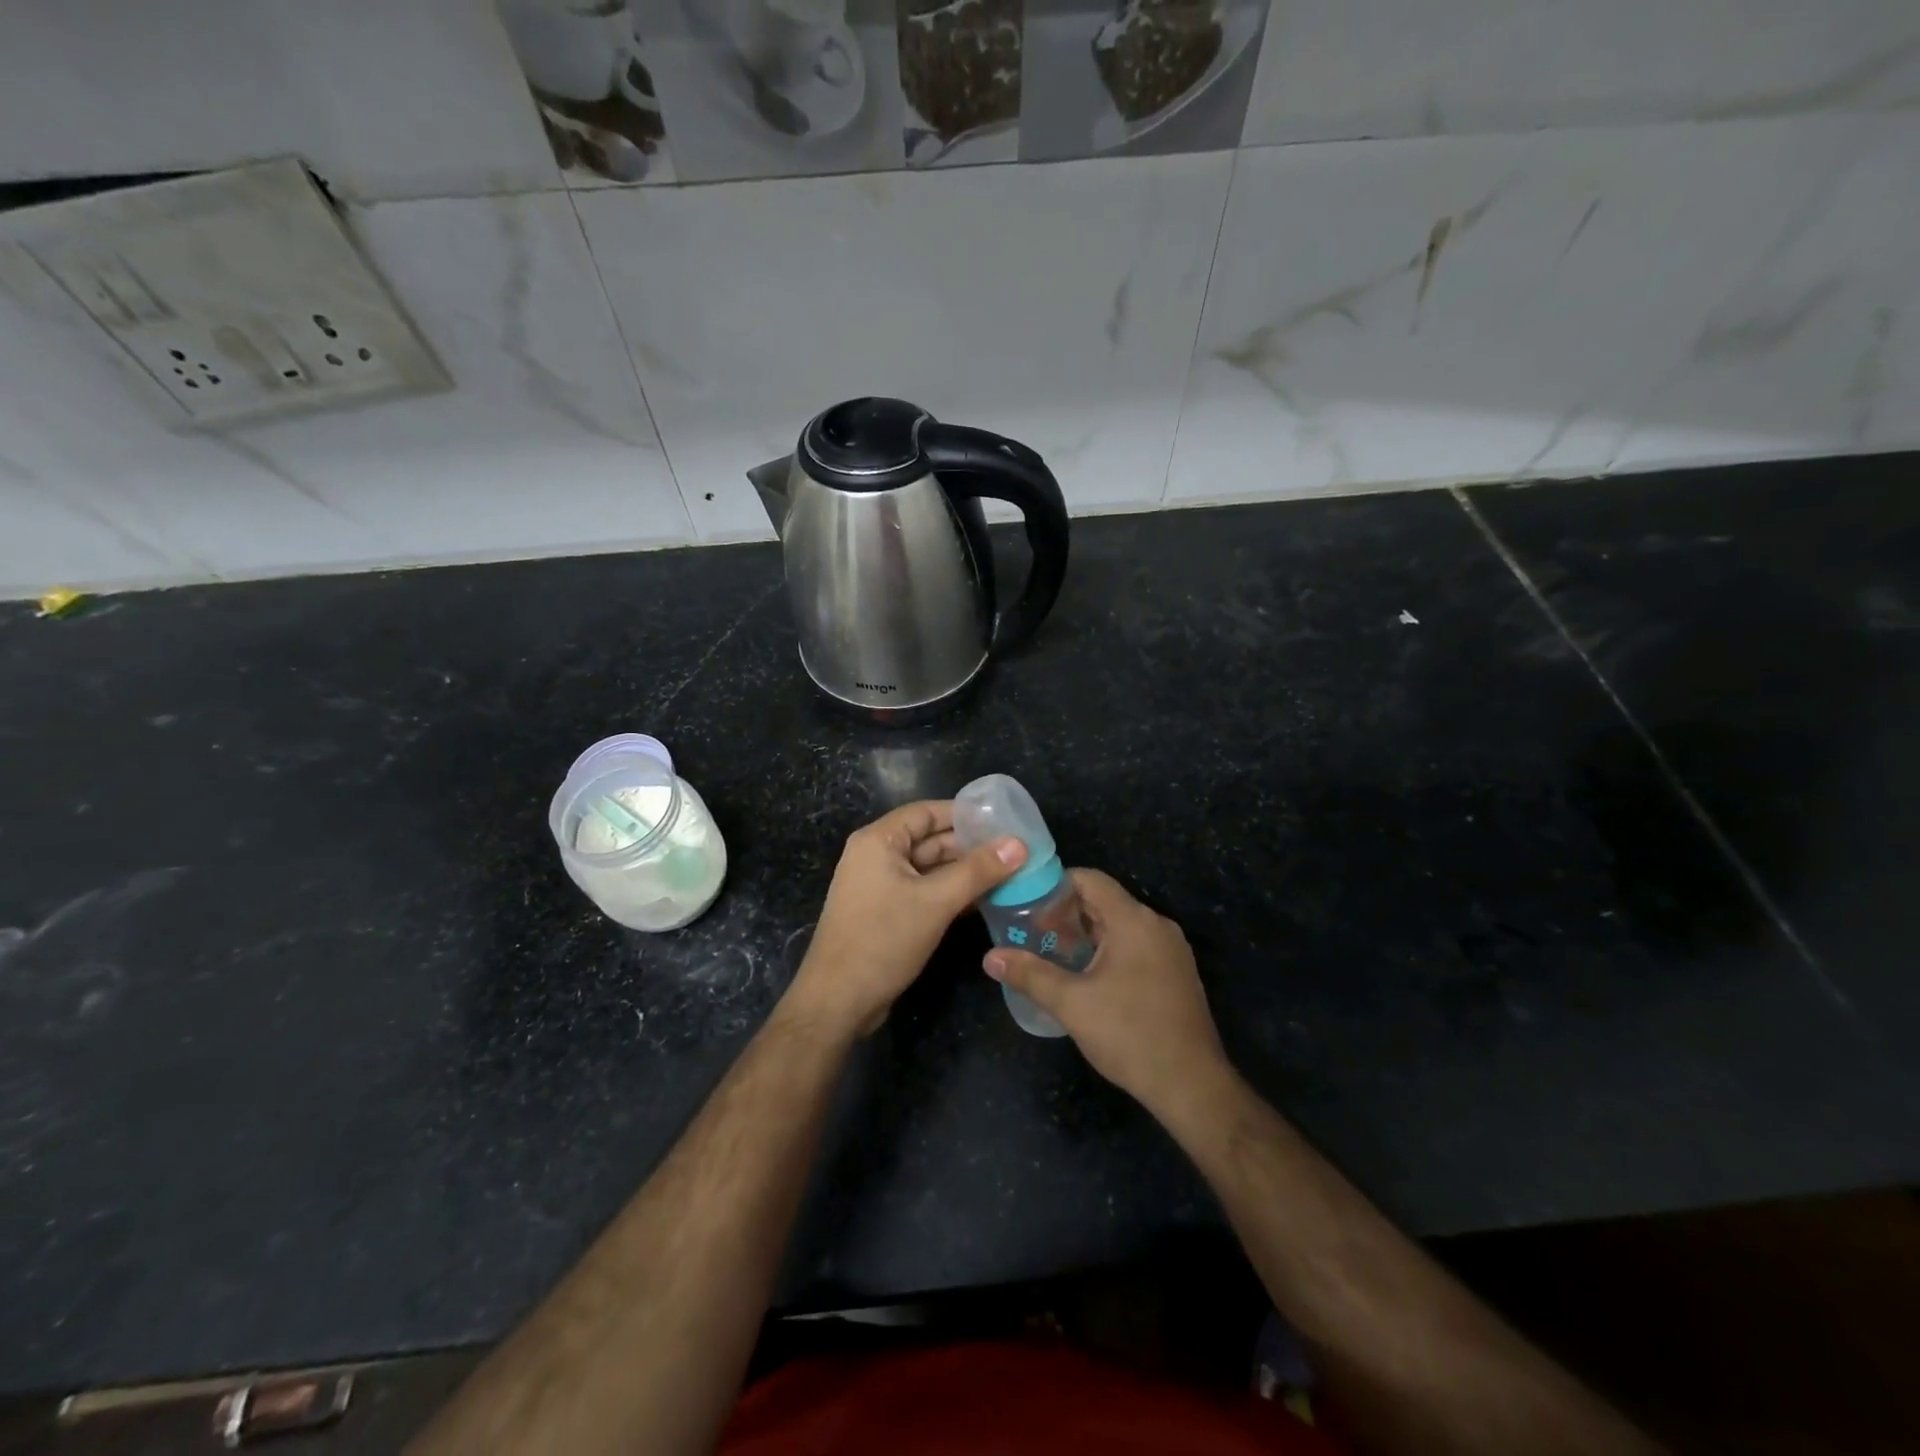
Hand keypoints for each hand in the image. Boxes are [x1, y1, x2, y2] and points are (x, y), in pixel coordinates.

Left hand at [783, 800, 1024, 1038]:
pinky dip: (951, 893)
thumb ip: (978, 871)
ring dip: (964, 872)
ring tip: (1009, 874)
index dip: (965, 814)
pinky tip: (984, 900)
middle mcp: (876, 856)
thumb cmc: (883, 940)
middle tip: (1015, 851)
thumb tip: (1019, 844)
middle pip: (930, 840)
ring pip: (930, 869)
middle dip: (970, 846)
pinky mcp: (886, 912)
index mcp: (878, 841)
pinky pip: (924, 891)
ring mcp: (880, 886)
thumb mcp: (936, 902)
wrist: (838, 1001)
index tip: (1004, 819)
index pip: (927, 812)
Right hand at [984, 870, 1230, 1119]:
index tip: (1027, 905)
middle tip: (1033, 933)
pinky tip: (1087, 978)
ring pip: (1120, 926)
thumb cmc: (1129, 1034)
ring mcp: (1171, 950)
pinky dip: (1108, 951)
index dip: (1055, 885)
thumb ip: (1029, 974)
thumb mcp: (1071, 1004)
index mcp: (1134, 920)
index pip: (1090, 879)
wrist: (1191, 1085)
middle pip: (1104, 901)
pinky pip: (1136, 946)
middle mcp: (1156, 925)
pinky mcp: (1177, 973)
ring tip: (1053, 955)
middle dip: (1066, 914)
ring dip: (1086, 934)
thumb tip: (989, 957)